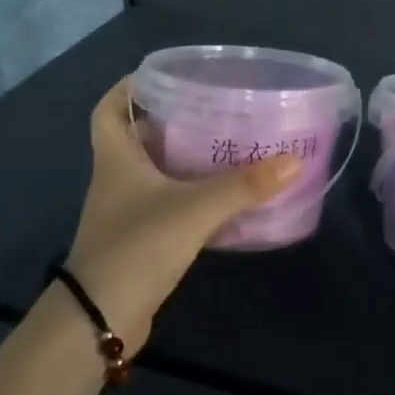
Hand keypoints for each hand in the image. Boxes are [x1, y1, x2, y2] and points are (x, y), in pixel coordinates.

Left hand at [61, 77, 301, 345]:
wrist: (100, 318)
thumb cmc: (137, 247)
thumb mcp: (194, 210)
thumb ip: (244, 186)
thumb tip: (294, 161)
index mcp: (117, 159)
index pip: (109, 109)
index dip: (129, 87)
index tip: (164, 76)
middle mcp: (117, 179)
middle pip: (138, 137)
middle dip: (171, 120)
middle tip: (213, 108)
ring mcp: (128, 212)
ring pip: (156, 172)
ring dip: (184, 158)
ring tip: (227, 144)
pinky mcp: (142, 239)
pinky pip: (169, 204)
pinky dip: (192, 194)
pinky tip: (225, 196)